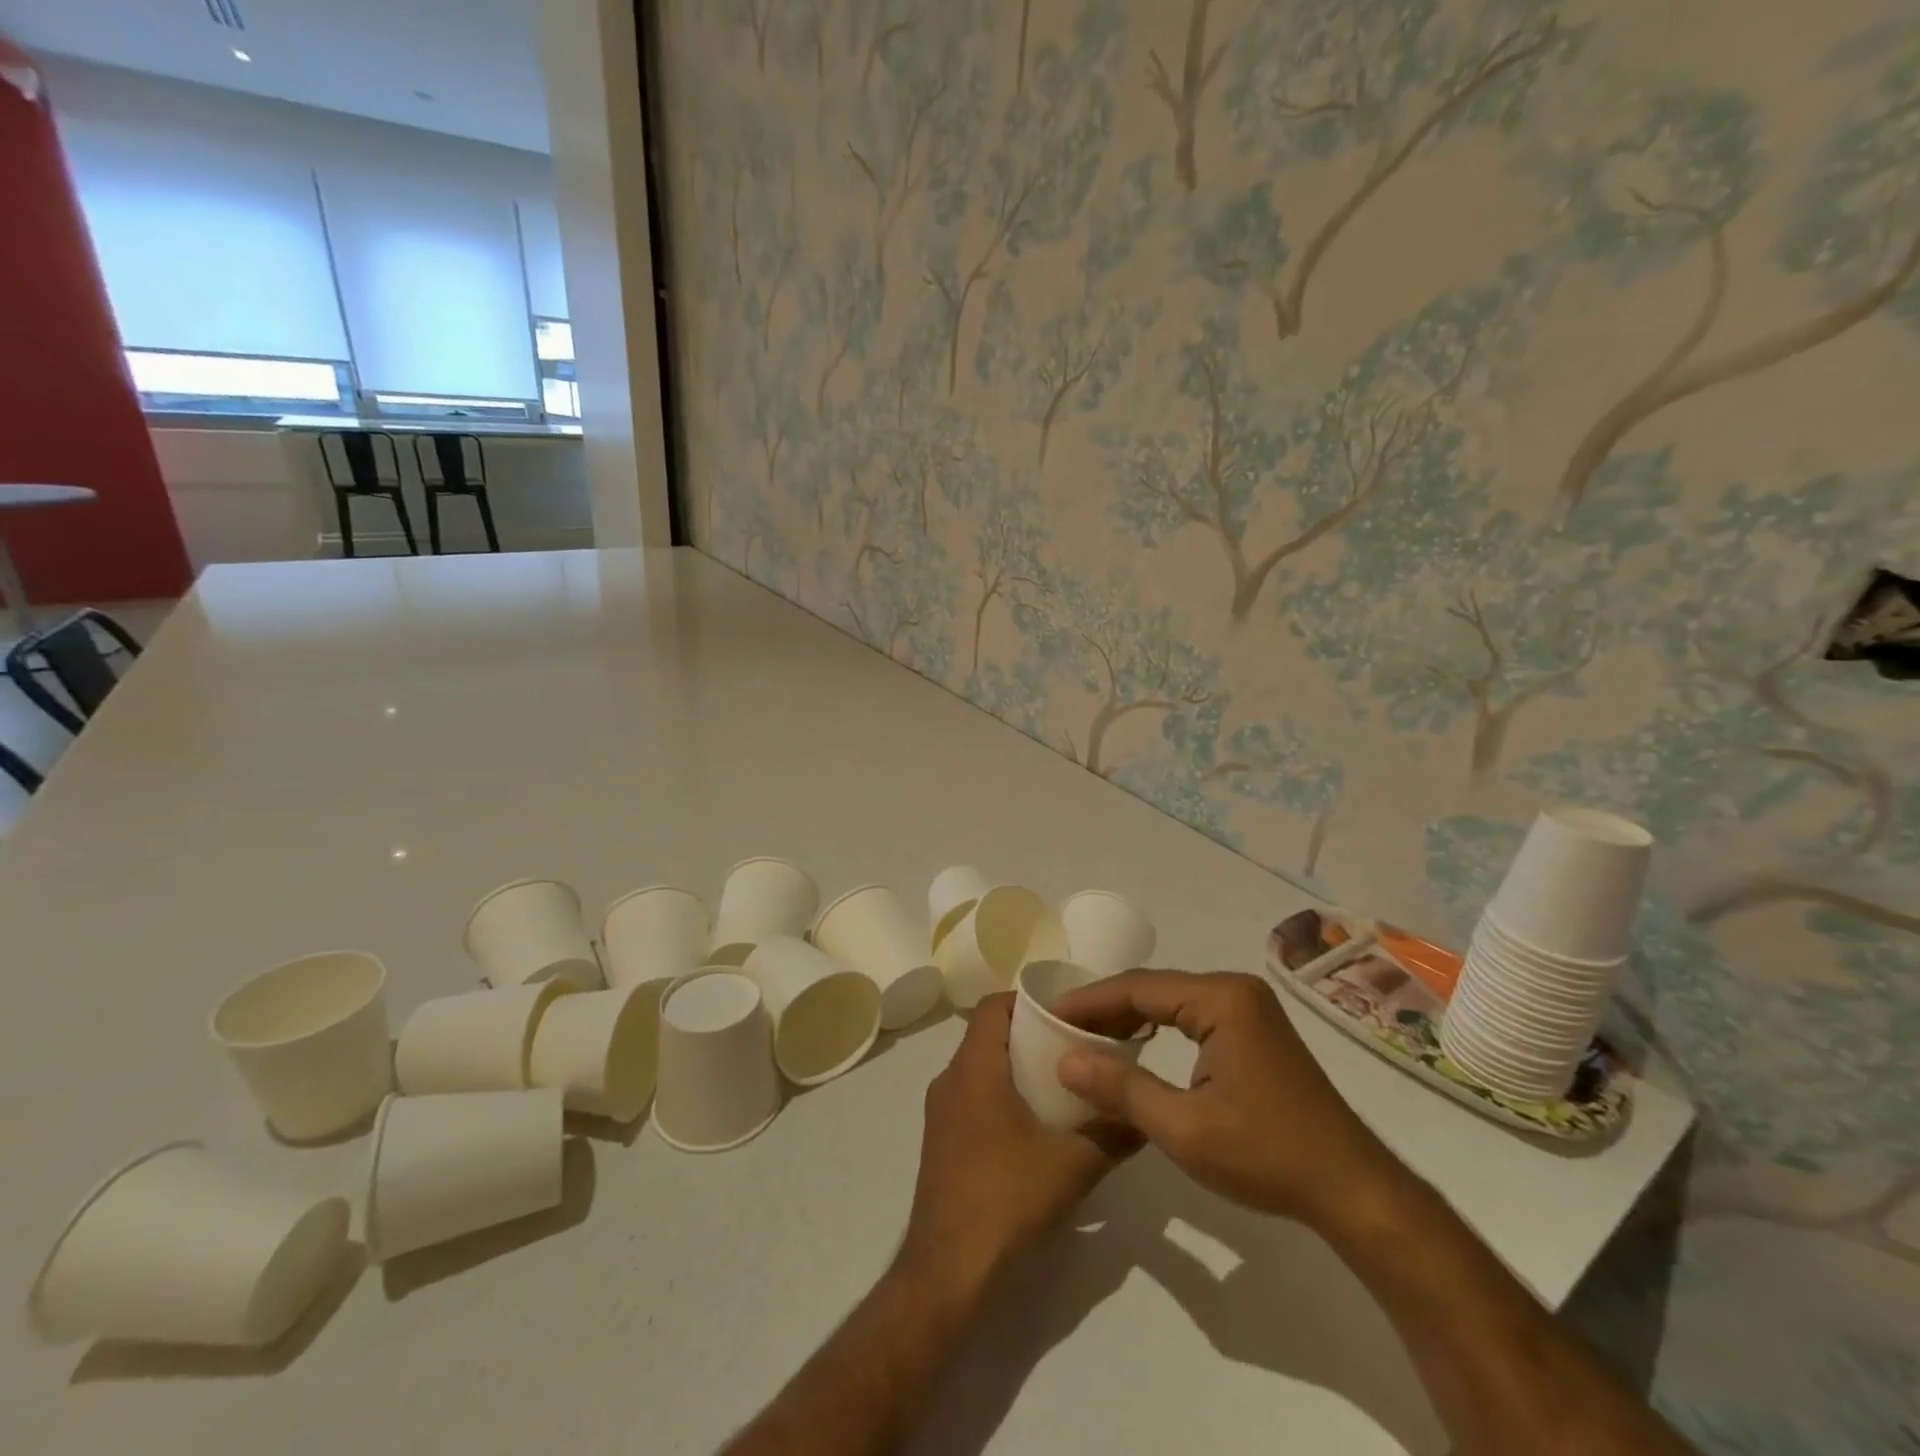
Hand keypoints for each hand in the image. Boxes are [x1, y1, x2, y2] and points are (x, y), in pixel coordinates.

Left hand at [902, 993, 1136, 1290]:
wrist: (949, 1271)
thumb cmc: (1007, 1200)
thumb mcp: (1072, 1166)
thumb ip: (1112, 1134)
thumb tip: (1144, 1116)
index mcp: (975, 1069)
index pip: (994, 1007)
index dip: (1028, 1001)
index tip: (1066, 1013)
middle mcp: (950, 1080)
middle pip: (988, 1035)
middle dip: (1030, 1036)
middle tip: (1074, 1050)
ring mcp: (940, 1112)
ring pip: (980, 1068)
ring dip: (1016, 1068)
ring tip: (1061, 1086)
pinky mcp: (940, 1141)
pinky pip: (972, 1097)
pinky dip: (1001, 1095)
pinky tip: (1034, 1127)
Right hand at [1052, 970, 1396, 1231]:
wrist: (1353, 1190)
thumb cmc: (1266, 1155)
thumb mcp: (1183, 1128)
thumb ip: (1121, 1088)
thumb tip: (1064, 1059)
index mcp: (1221, 998)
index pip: (1139, 988)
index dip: (1090, 1001)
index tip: (1050, 1015)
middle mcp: (1235, 989)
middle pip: (1154, 987)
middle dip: (1107, 1007)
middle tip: (1062, 1028)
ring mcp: (1249, 1007)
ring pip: (1172, 1000)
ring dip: (1130, 1017)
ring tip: (1088, 1038)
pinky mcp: (1255, 1029)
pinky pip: (1192, 1015)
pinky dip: (1158, 1027)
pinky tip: (1135, 1046)